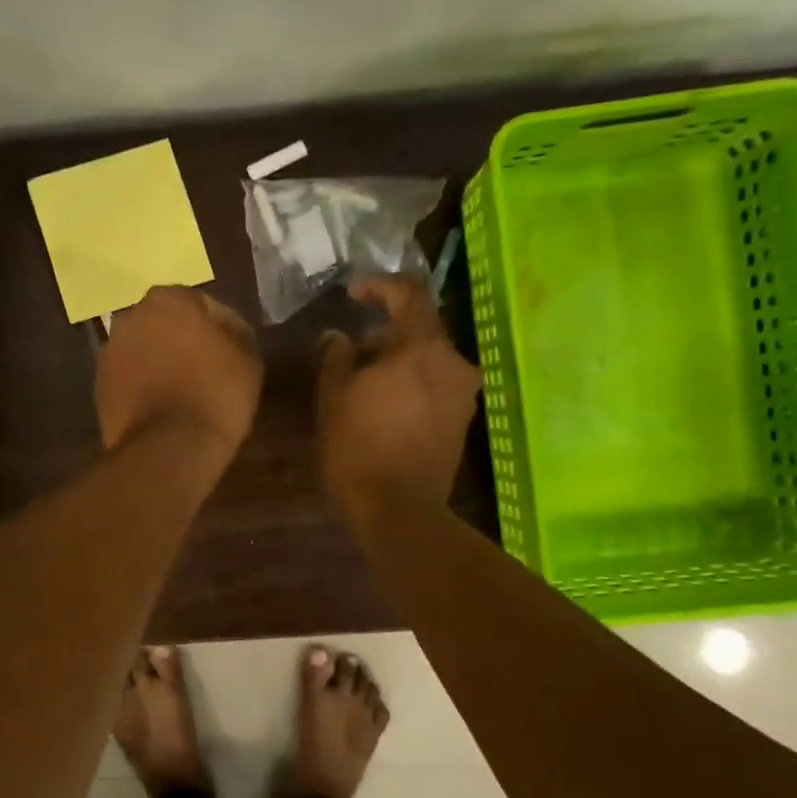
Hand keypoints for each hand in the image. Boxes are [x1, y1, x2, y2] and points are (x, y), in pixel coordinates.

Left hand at [96, 287, 262, 469]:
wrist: (169, 447)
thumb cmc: (216, 394)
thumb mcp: (247, 358)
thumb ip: (235, 331)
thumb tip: (225, 328)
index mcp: (168, 300)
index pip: (199, 304)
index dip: (218, 328)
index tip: (229, 352)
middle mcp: (131, 317)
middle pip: (164, 324)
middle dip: (181, 340)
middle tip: (204, 368)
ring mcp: (110, 351)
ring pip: (142, 350)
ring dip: (158, 361)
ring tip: (182, 391)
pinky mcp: (99, 385)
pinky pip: (128, 377)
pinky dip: (142, 385)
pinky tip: (161, 407)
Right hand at [317, 275, 481, 519]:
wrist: (398, 511)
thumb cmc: (357, 447)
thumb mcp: (333, 396)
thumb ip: (337, 357)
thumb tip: (338, 337)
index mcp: (422, 347)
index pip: (408, 293)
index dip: (378, 286)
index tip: (352, 294)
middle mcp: (453, 362)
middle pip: (420, 328)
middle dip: (384, 332)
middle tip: (350, 351)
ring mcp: (463, 393)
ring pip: (429, 358)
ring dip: (398, 359)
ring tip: (363, 381)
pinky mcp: (462, 420)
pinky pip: (436, 384)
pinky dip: (411, 382)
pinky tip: (384, 404)